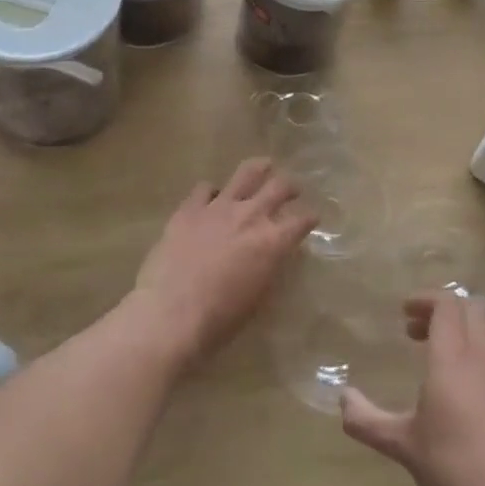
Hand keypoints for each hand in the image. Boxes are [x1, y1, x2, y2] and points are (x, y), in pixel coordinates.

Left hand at [132, 160, 314, 365]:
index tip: (312, 217)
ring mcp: (218, 208)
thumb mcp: (258, 297)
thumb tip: (270, 255)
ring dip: (259, 169)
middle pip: (279, 187)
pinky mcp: (189, 209)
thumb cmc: (220, 319)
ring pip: (246, 174)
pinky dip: (212, 191)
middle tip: (292, 189)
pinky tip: (211, 197)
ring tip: (263, 167)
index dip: (309, 218)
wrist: (172, 314)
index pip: (301, 221)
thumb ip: (268, 267)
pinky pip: (205, 188)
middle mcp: (250, 216)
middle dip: (290, 186)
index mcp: (272, 242)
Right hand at [341, 294, 484, 485]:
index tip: (404, 313)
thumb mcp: (404, 446)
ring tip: (443, 353)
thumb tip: (342, 399)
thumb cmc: (459, 466)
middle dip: (441, 311)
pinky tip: (465, 389)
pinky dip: (481, 353)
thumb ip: (368, 421)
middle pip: (470, 309)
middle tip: (416, 332)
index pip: (447, 304)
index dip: (425, 299)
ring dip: (466, 328)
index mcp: (453, 358)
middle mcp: (483, 356)